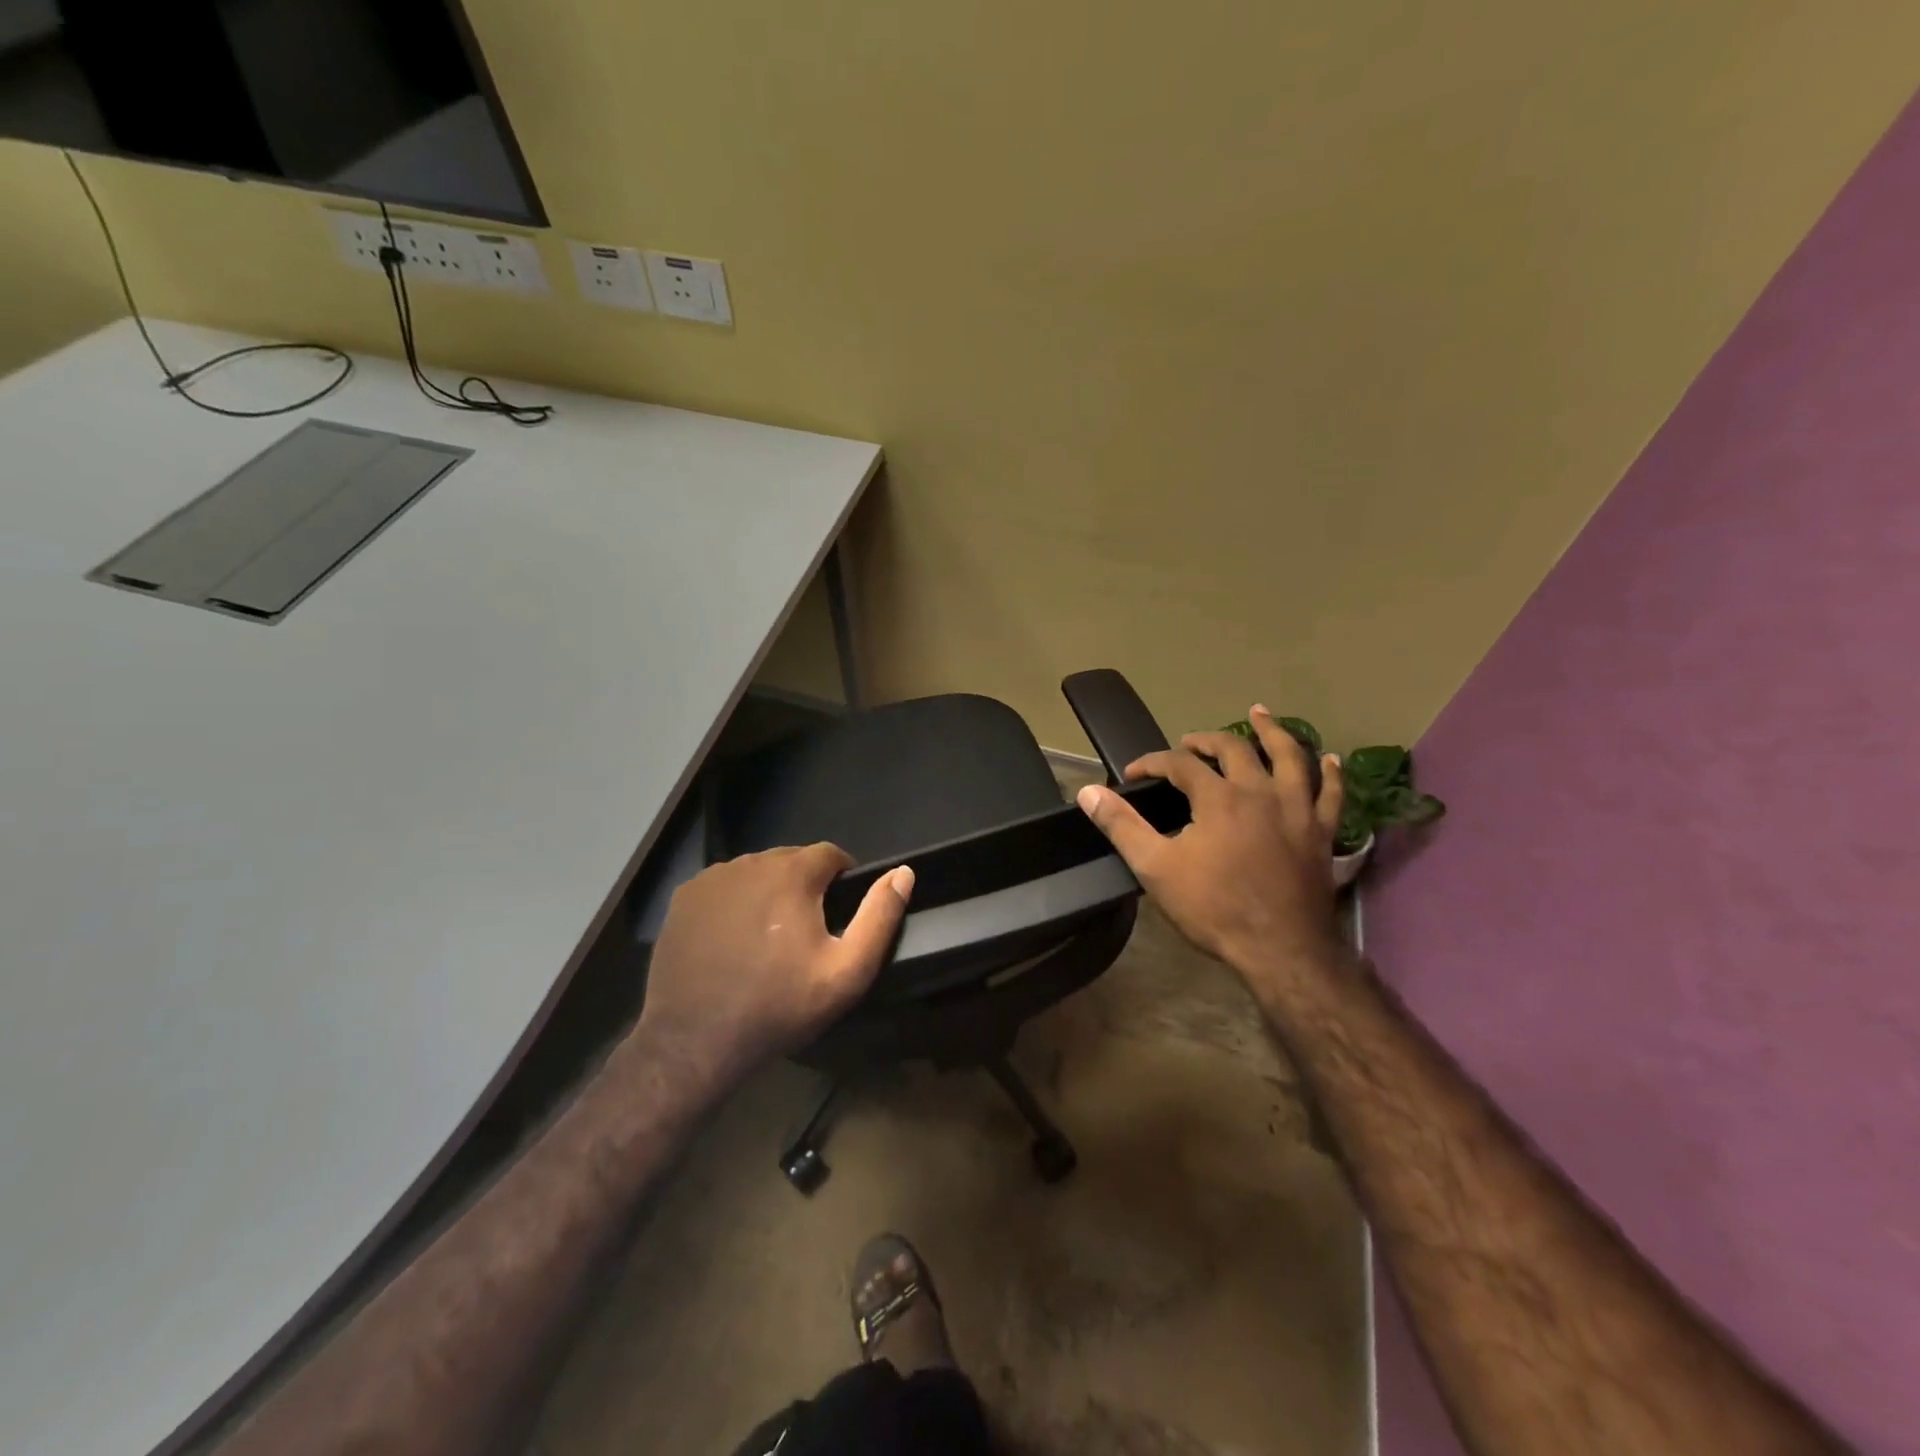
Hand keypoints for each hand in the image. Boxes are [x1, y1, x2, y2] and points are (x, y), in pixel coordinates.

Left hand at [634, 845, 913, 1089]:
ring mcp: (711, 879)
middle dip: (805, 886)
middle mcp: (750, 862)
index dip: (842, 879)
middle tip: (805, 932)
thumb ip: (879, 917)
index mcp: (791, 873)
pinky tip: (733, 941)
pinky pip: (723, 888)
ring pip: (755, 872)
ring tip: (768, 938)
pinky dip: (735, 903)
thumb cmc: (779, 1006)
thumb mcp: (846, 971)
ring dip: (769, 892)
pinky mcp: (683, 898)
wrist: (695, 1042)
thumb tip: (903, 873)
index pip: (830, 854)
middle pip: (791, 861)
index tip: (839, 914)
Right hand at [1076, 705, 1345, 999]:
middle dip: (1207, 740)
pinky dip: (1331, 774)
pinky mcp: (1321, 833)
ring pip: (1290, 757)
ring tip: (1260, 714)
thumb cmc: (1213, 908)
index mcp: (1218, 798)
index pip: (1180, 764)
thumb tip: (1088, 792)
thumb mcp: (1155, 868)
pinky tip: (1331, 760)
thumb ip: (1122, 826)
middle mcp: (1260, 792)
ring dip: (1273, 732)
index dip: (1153, 762)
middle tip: (1190, 741)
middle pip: (1235, 749)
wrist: (1280, 949)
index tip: (1134, 772)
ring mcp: (1297, 810)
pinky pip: (1331, 794)